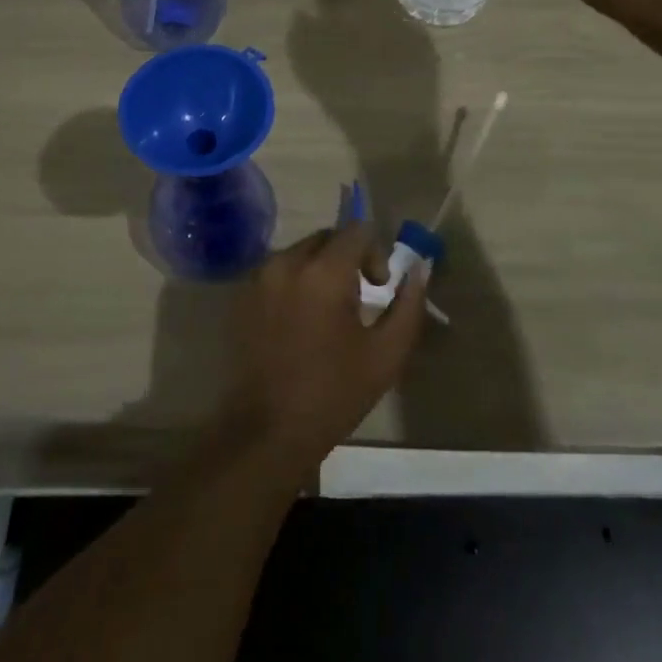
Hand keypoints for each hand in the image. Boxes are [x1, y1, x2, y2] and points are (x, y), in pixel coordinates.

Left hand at [218, 222, 427, 483]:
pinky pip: (278, 271)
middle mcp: (287, 262)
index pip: (356, 230)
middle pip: (326, 237)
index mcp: (323, 272)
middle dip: (347, 256)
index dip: (375, 252)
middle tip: (358, 297)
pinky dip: (295, 282)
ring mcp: (259, 276)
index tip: (379, 286)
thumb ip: (408, 306)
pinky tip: (301, 321)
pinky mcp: (242, 294)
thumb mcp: (385, 356)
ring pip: (300, 252)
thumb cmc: (333, 395)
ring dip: (320, 268)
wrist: (266, 431)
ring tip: (329, 312)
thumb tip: (418, 270)